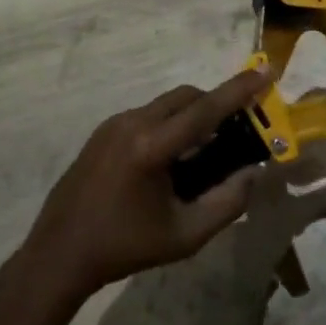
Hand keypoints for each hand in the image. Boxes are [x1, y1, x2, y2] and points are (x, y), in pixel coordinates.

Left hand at [21, 69, 272, 304]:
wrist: (59, 254)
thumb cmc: (125, 247)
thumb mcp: (185, 235)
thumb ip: (227, 203)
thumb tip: (253, 173)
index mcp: (152, 147)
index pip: (205, 110)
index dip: (239, 90)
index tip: (266, 70)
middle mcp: (132, 123)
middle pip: (186, 97)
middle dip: (215, 104)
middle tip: (236, 129)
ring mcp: (113, 124)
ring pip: (166, 104)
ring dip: (191, 115)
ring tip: (202, 152)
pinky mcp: (102, 132)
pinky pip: (147, 115)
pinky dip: (168, 124)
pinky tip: (169, 160)